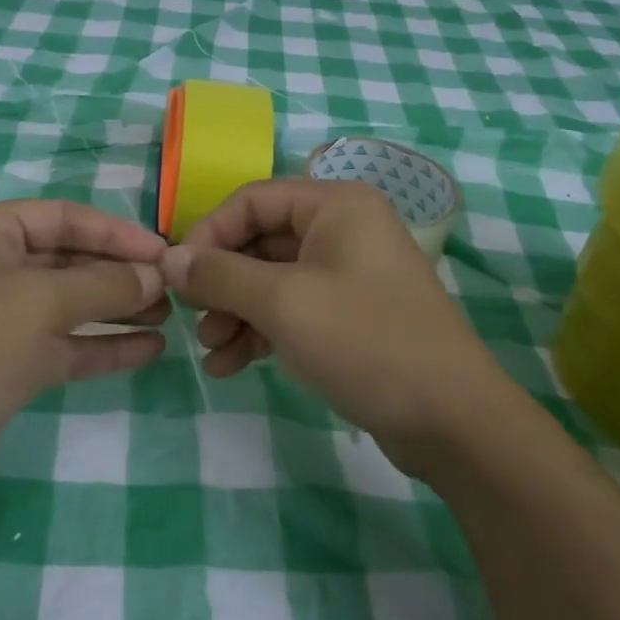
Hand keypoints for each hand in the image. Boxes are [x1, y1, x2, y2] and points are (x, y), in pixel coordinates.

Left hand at [0, 200, 169, 519]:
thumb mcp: (40, 303)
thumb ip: (105, 285)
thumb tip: (157, 276)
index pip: (62, 217)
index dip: (116, 231)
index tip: (163, 252)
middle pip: (66, 259)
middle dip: (118, 272)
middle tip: (172, 287)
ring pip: (66, 304)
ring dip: (115, 309)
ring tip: (169, 316)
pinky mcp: (2, 367)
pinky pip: (60, 345)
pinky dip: (100, 346)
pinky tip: (148, 349)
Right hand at [160, 179, 496, 472]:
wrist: (451, 420)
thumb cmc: (365, 342)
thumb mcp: (283, 303)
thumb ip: (220, 275)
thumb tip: (168, 259)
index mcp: (336, 205)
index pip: (252, 199)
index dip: (209, 233)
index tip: (177, 276)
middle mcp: (343, 229)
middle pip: (260, 240)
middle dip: (221, 281)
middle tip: (193, 318)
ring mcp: (349, 273)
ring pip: (272, 278)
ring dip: (235, 311)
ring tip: (211, 351)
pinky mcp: (350, 314)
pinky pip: (292, 308)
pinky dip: (260, 331)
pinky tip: (231, 366)